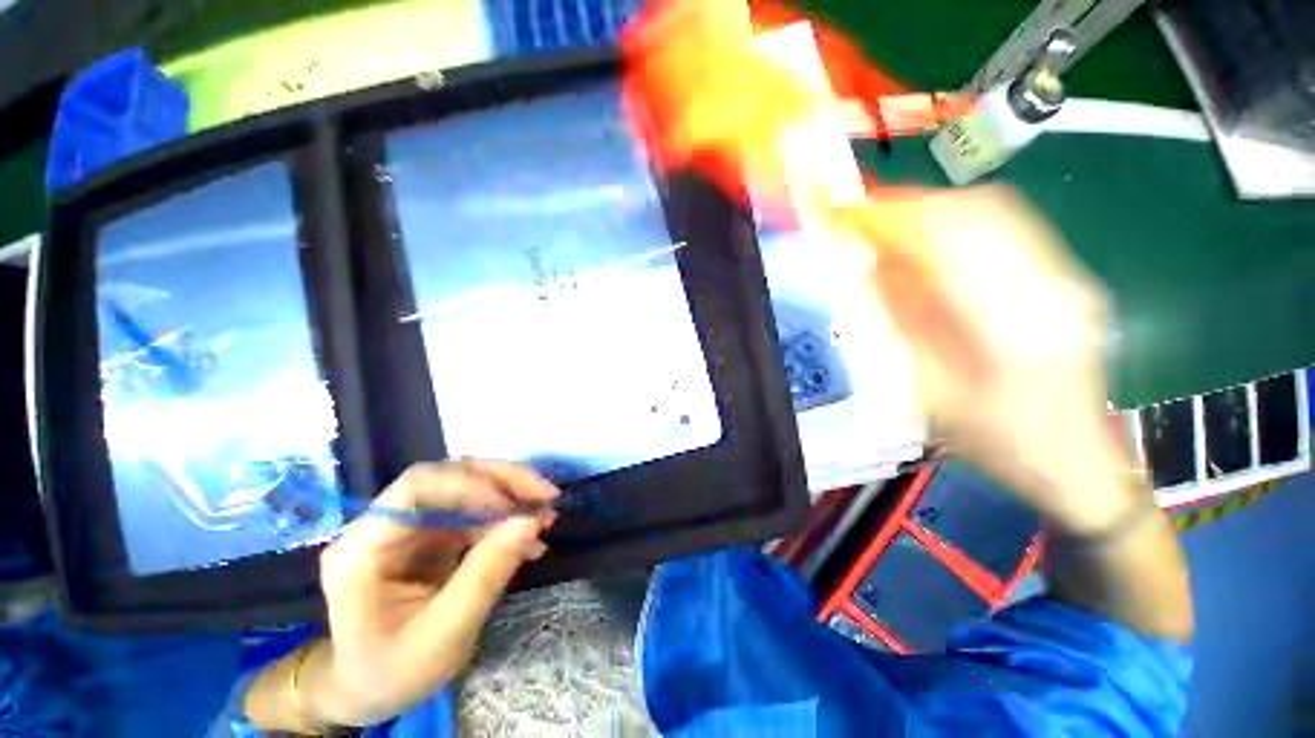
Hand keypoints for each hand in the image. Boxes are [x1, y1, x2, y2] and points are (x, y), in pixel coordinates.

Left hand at [307, 461, 558, 725]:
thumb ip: (485, 575)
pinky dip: (506, 520)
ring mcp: (410, 529)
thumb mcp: (441, 638)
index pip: (417, 488)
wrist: (365, 694)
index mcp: (363, 549)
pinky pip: (475, 514)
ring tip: (547, 516)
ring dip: (511, 497)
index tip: (515, 507)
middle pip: (448, 478)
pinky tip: (529, 539)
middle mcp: (385, 526)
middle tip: (548, 495)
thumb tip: (531, 520)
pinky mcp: (431, 537)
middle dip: (503, 481)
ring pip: (467, 490)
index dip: (470, 485)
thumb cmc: (391, 675)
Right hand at [839, 189, 1138, 533]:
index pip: (953, 240)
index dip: (898, 218)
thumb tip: (868, 265)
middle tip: (864, 220)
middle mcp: (1053, 287)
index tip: (850, 214)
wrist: (1076, 462)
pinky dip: (958, 226)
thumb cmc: (998, 441)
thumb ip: (901, 322)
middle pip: (981, 212)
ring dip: (935, 214)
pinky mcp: (1067, 277)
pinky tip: (929, 246)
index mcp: (1017, 326)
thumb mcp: (933, 390)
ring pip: (997, 214)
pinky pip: (1008, 231)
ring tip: (891, 231)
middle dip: (914, 208)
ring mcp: (1068, 277)